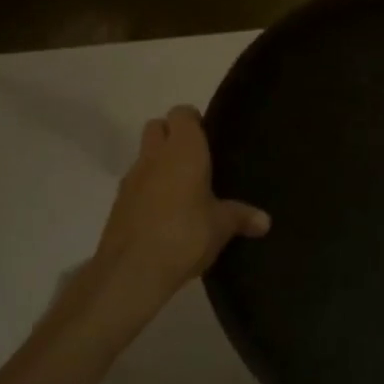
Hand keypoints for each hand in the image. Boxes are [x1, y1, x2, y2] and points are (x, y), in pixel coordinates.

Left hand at [92, 105, 268, 305]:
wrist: (132, 270)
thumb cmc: (186, 234)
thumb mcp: (221, 226)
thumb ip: (242, 217)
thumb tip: (265, 221)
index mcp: (183, 149)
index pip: (182, 113)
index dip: (193, 121)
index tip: (208, 137)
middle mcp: (154, 155)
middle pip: (156, 126)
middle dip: (172, 135)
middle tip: (194, 159)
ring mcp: (131, 178)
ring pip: (144, 155)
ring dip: (158, 163)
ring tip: (181, 189)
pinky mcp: (118, 203)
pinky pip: (135, 184)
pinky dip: (147, 189)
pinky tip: (163, 213)